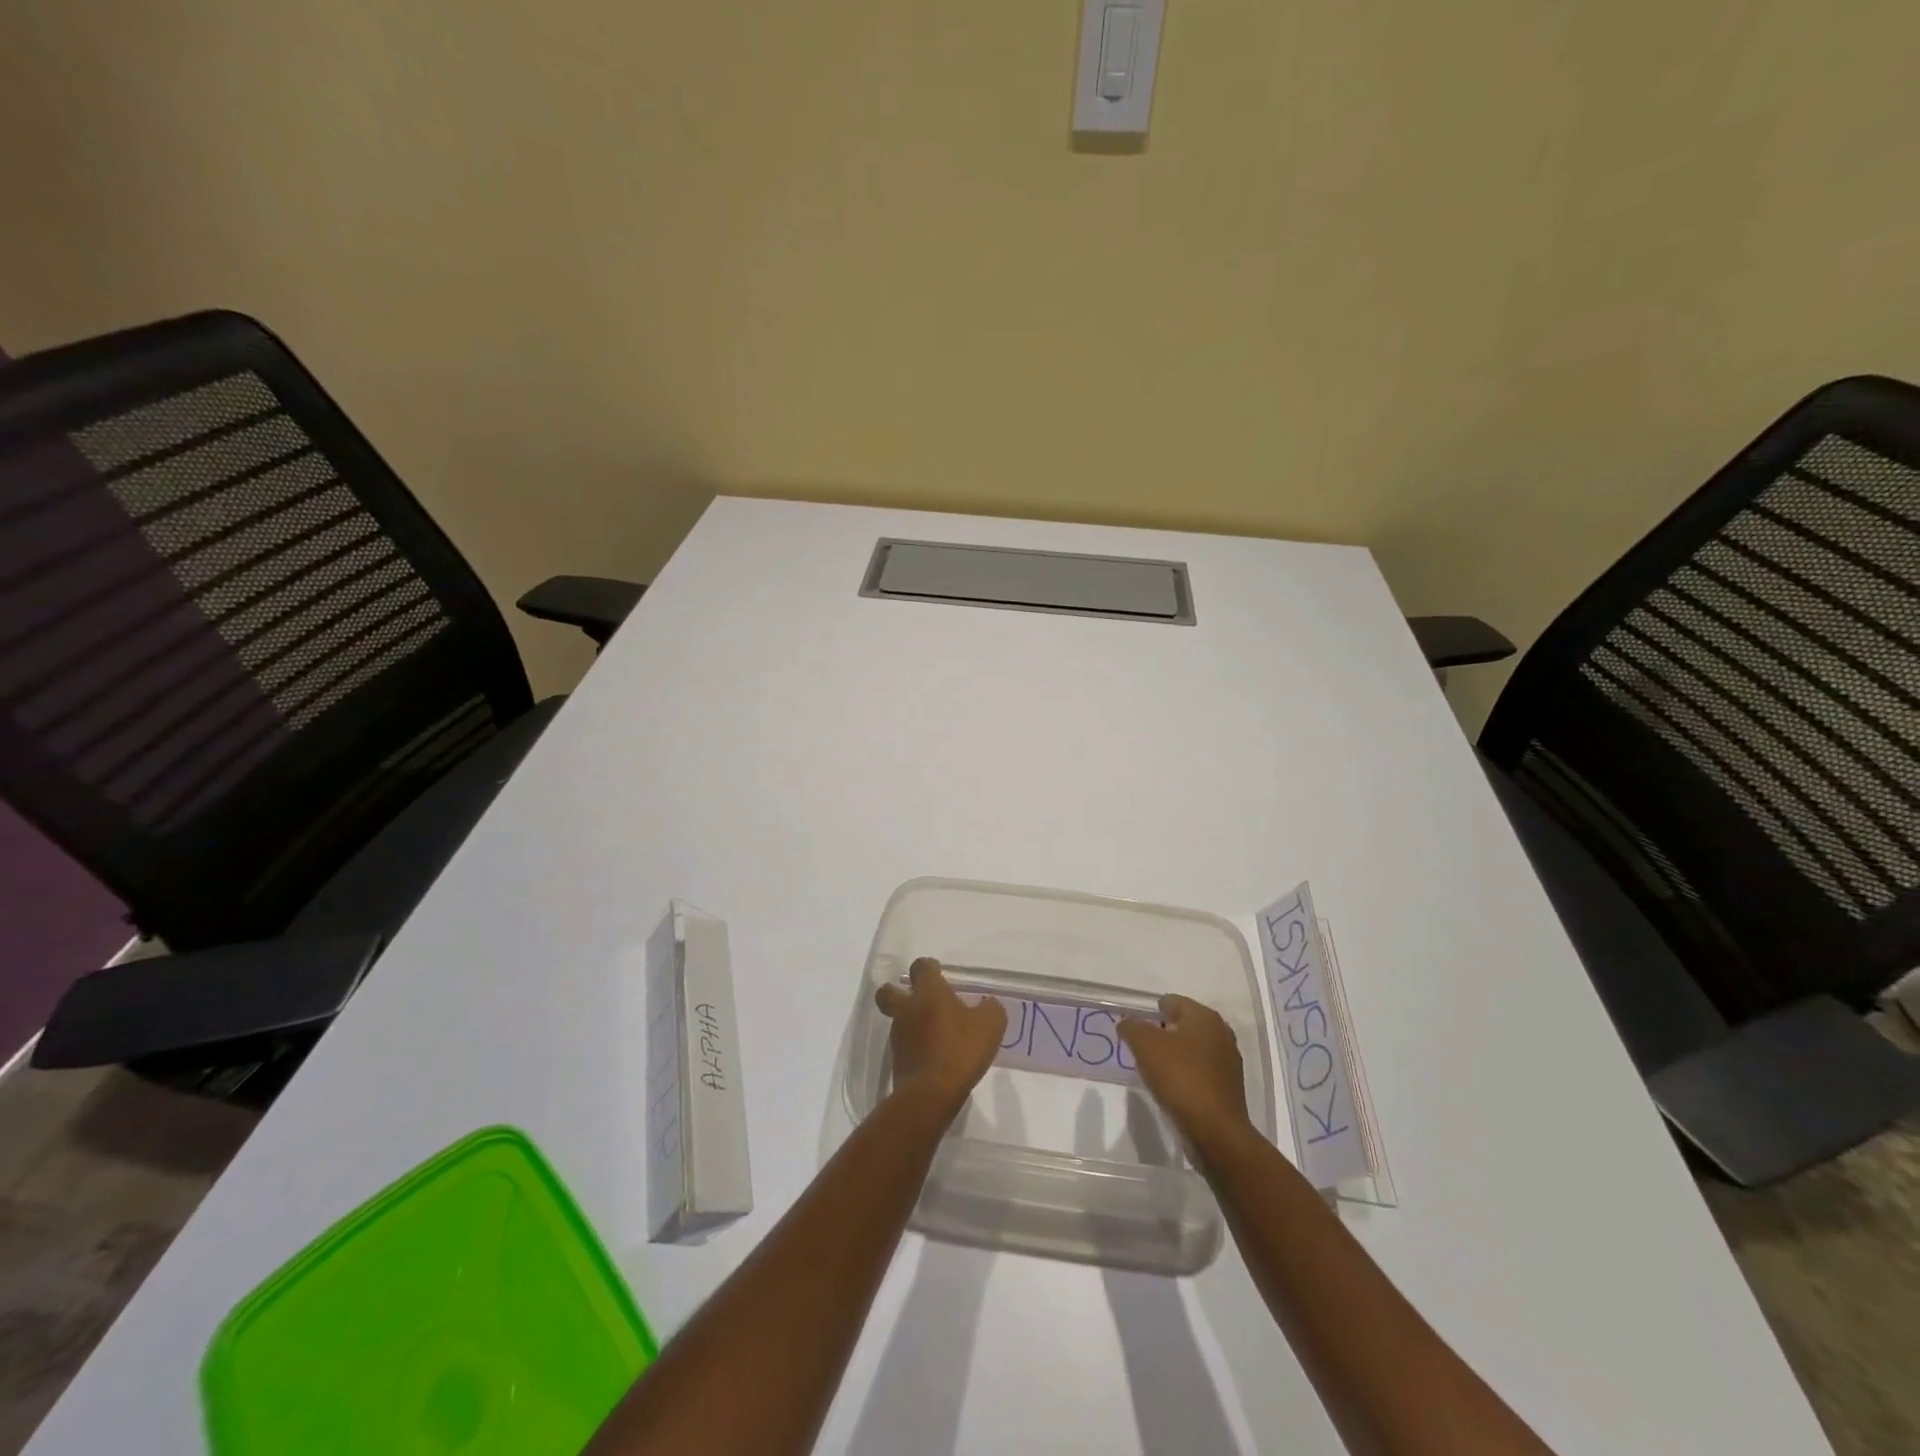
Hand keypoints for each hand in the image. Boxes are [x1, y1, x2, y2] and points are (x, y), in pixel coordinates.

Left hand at [876, 958, 1006, 1117]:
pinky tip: (934, 1055)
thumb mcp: (991, 1025)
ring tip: (934, 1033)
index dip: (929, 968)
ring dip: (910, 1021)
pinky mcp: (897, 1060)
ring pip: (897, 1019)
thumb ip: (990, 1008)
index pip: (920, 966)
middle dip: (898, 991)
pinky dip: (915, 1045)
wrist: (931, 1094)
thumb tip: (987, 1004)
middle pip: (888, 991)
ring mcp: (899, 1035)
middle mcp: (907, 1008)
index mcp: (929, 992)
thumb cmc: (961, 1050)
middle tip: (919, 999)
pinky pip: (904, 1044)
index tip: (940, 974)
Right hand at [1119, 995, 1251, 1145]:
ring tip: (1154, 1069)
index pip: (1172, 1001)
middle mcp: (1221, 1033)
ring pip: (1193, 1049)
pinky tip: (1172, 1087)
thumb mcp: (1145, 1045)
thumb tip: (1127, 1023)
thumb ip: (1132, 1027)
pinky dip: (1186, 1074)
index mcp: (1204, 1016)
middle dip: (1162, 1033)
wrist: (1215, 1131)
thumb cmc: (1180, 1077)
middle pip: (1184, 1024)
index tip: (1135, 1029)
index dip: (1150, 1012)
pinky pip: (1200, 1071)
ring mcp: (1228, 1061)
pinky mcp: (1229, 1087)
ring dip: (1175, 1055)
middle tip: (1142, 1048)